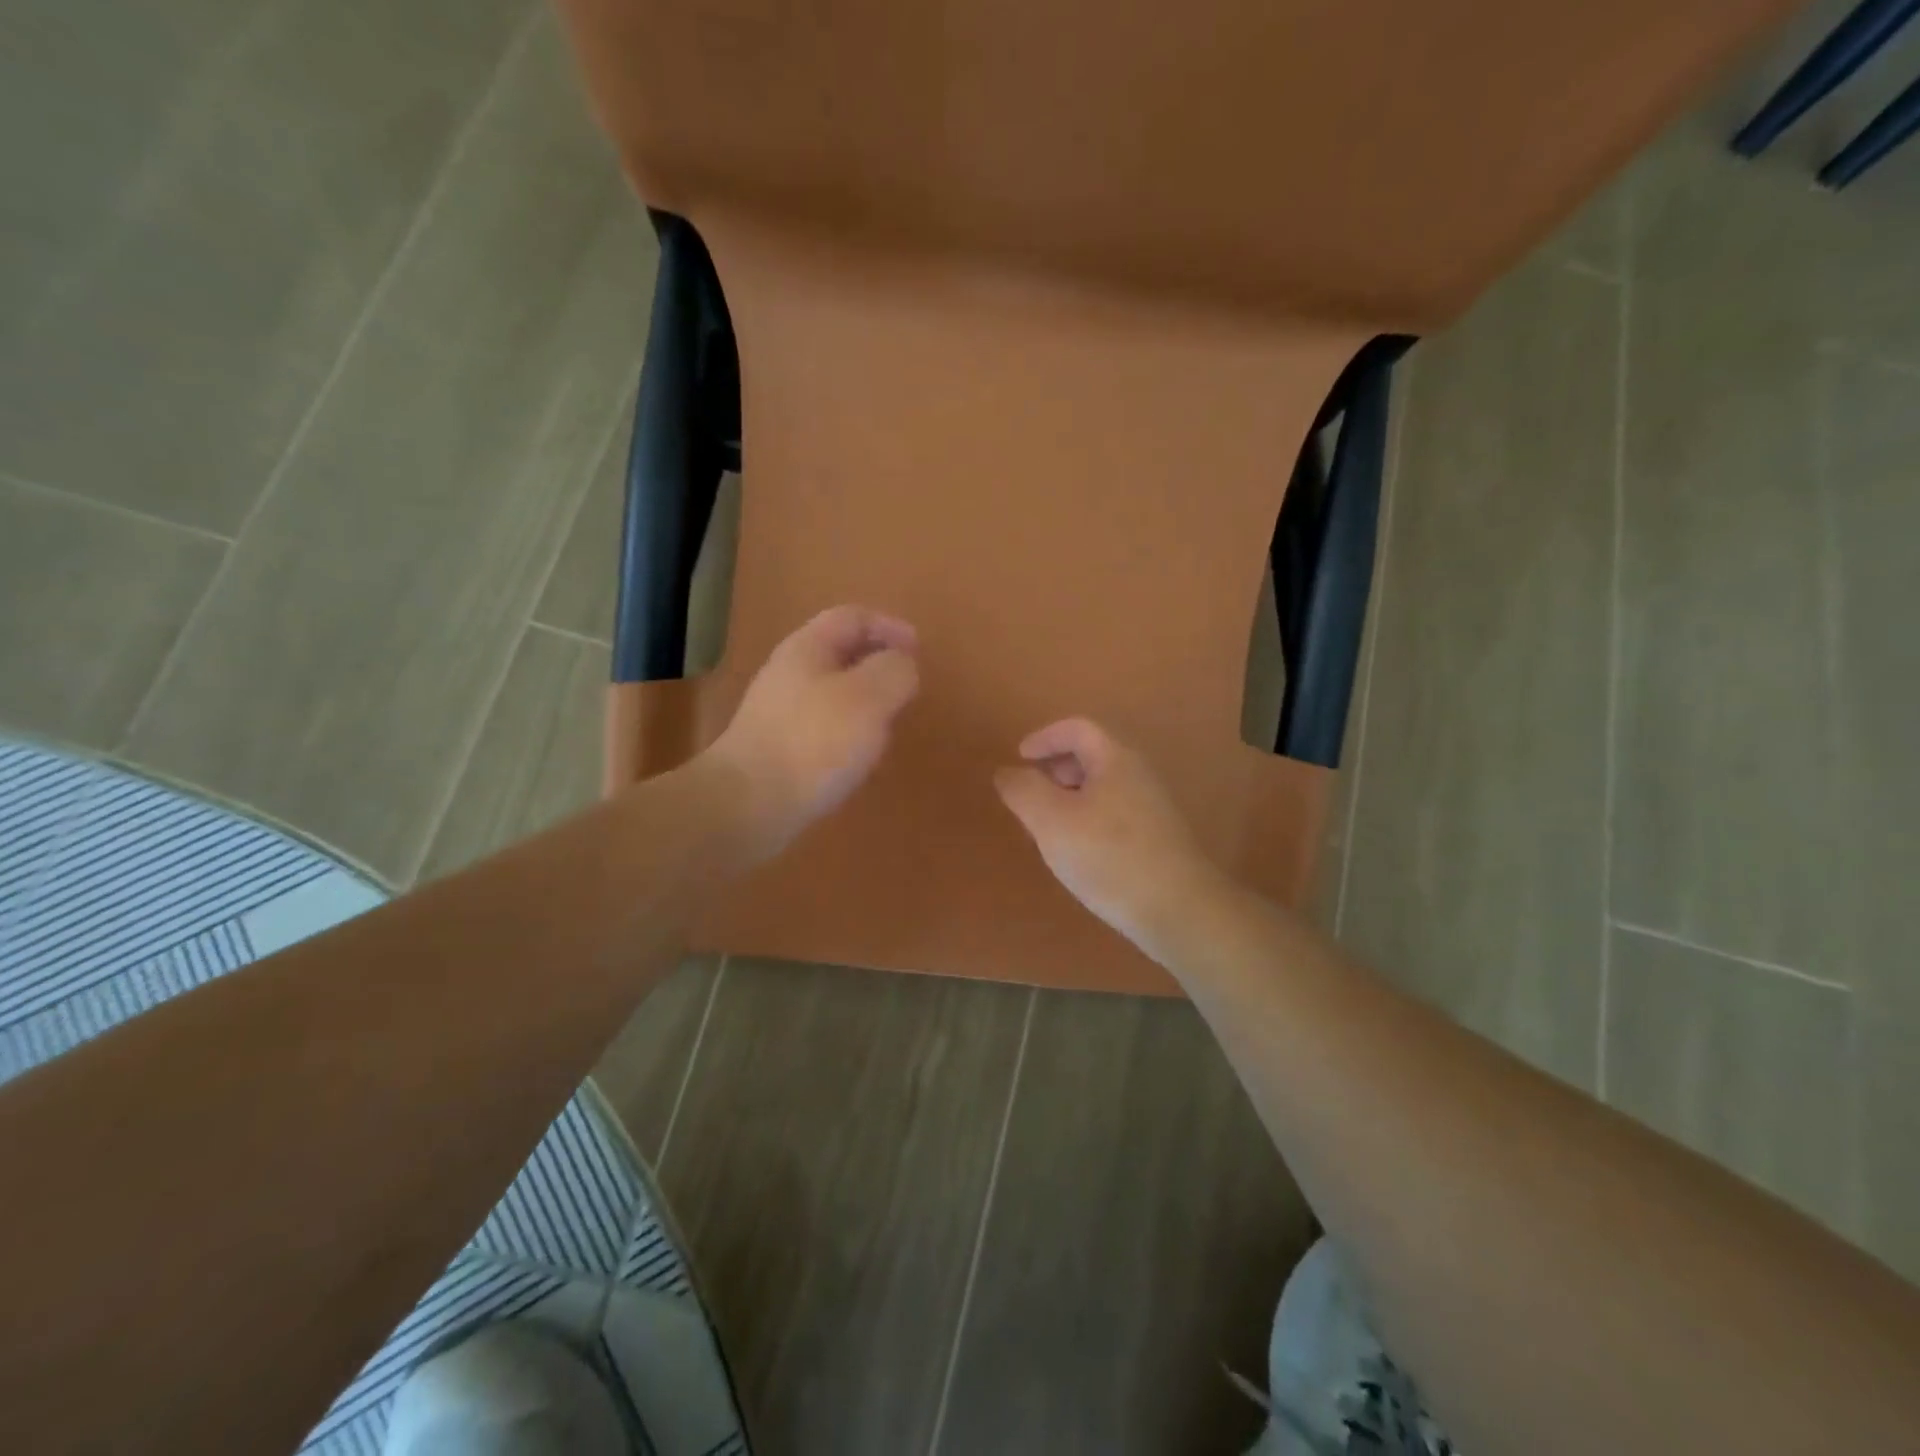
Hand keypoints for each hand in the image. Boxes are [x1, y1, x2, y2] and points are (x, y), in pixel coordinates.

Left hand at [708, 605, 919, 857]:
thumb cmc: (814, 742)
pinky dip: (848, 732)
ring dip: (864, 701)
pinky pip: (821, 726)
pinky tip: (859, 758)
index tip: (918, 649)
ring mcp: (779, 713)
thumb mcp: (869, 698)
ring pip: (832, 692)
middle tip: (905, 687)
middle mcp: (789, 673)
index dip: (888, 626)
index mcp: (808, 648)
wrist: (748, 805)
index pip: (852, 617)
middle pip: (839, 653)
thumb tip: (902, 665)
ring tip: (888, 724)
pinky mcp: (778, 749)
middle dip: (877, 664)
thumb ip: (895, 672)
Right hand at [994, 718, 1224, 948]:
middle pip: (1092, 755)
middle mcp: (1138, 775)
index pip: (1077, 728)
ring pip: (1102, 787)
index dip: (1044, 737)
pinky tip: (1078, 852)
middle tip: (1031, 794)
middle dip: (1055, 768)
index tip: (1020, 758)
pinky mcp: (1157, 838)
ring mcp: (1152, 807)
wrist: (1178, 909)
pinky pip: (1113, 813)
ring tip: (1047, 827)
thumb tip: (1007, 772)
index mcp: (1115, 759)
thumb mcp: (1051, 821)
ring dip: (1069, 797)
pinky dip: (1087, 819)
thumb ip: (1023, 791)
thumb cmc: (1108, 856)